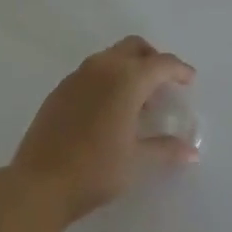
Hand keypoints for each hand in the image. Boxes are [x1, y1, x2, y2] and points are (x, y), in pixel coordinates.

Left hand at [8, 37, 198, 223]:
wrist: (39, 183)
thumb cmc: (95, 169)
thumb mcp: (137, 161)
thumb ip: (165, 149)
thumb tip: (191, 151)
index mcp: (126, 79)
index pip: (161, 63)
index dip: (179, 70)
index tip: (189, 80)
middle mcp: (103, 67)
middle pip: (134, 47)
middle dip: (153, 59)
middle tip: (163, 83)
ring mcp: (78, 76)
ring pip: (111, 56)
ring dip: (129, 68)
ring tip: (137, 101)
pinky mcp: (61, 89)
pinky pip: (92, 71)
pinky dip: (108, 78)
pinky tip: (108, 109)